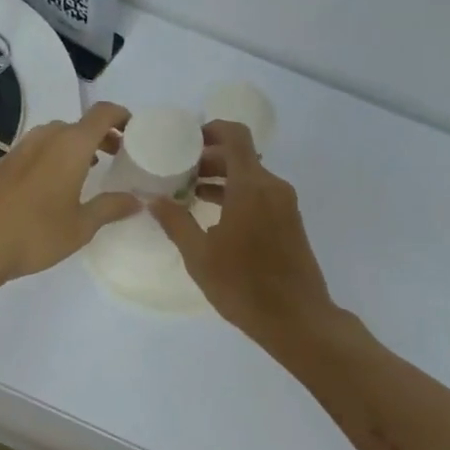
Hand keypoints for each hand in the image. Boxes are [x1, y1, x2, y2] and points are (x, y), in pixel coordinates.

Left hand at [0, 100, 140, 283]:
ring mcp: (17, 150)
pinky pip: (33, 150)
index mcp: (70, 146)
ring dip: (73, 146)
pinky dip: (50, 157)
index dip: (121, 115)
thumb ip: (110, 208)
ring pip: (52, 136)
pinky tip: (48, 186)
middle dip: (98, 135)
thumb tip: (136, 200)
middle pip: (77, 125)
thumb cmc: (35, 234)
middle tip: (114, 156)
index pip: (102, 114)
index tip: (133, 130)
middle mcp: (44, 139)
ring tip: (84, 171)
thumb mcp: (81, 227)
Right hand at [150, 121, 335, 341]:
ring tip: (189, 193)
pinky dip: (237, 194)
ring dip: (222, 178)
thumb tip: (152, 198)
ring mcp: (285, 204)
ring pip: (250, 176)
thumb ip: (175, 222)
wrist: (298, 319)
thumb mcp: (200, 256)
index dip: (211, 129)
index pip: (235, 136)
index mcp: (251, 186)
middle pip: (241, 155)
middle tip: (178, 171)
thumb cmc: (244, 286)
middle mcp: (272, 187)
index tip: (185, 140)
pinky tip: (214, 215)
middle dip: (209, 158)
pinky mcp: (290, 222)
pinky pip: (261, 194)